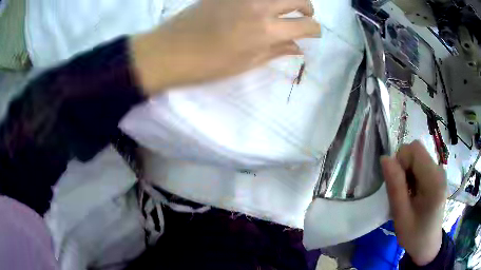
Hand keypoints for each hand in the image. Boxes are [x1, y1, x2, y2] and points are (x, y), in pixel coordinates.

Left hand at [131, 0, 320, 94]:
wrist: (169, 51)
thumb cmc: (207, 65)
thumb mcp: (245, 64)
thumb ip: (275, 52)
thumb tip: (298, 48)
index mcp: (265, 31)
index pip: (305, 26)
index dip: (315, 30)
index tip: (315, 33)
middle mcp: (259, 7)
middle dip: (308, 8)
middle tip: (305, 16)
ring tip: (287, 7)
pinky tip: (263, 6)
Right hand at [381, 141, 446, 265]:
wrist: (428, 244)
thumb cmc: (414, 235)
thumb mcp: (401, 216)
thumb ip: (395, 187)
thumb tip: (385, 159)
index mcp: (434, 181)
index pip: (415, 150)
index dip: (401, 161)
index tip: (397, 184)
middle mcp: (439, 170)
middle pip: (416, 150)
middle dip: (403, 166)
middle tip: (401, 191)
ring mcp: (439, 172)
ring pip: (417, 156)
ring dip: (407, 171)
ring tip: (407, 194)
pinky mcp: (437, 175)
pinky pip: (421, 164)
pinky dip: (412, 174)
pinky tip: (413, 192)